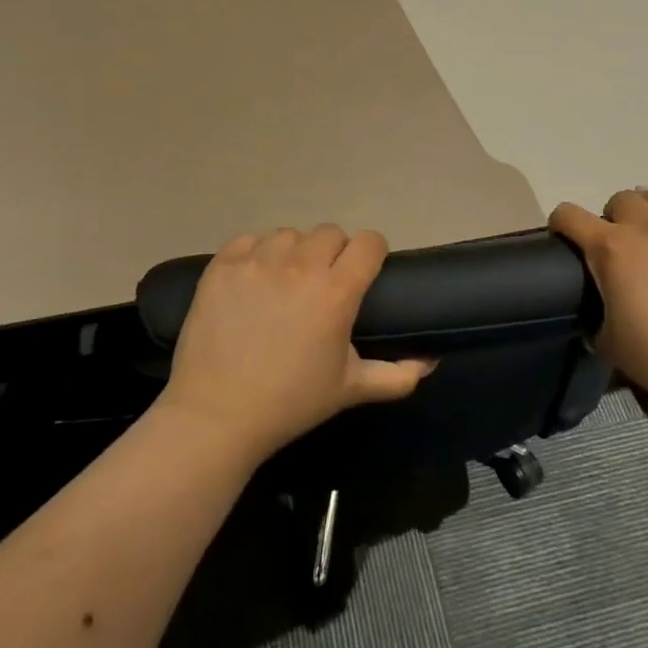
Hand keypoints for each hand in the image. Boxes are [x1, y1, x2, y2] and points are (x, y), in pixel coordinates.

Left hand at [156, 224, 435, 465]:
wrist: (216, 414)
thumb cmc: (290, 402)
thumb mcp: (350, 389)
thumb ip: (398, 375)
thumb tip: (430, 361)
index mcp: (336, 291)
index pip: (368, 242)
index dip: (371, 253)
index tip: (365, 271)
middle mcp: (299, 265)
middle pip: (330, 233)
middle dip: (334, 253)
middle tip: (323, 284)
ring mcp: (257, 261)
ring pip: (289, 234)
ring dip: (294, 252)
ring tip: (285, 283)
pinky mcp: (223, 265)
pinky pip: (250, 240)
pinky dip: (257, 254)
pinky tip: (253, 281)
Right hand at [550, 187, 647, 443]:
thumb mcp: (608, 340)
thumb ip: (597, 317)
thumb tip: (600, 316)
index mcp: (610, 248)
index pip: (570, 216)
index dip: (561, 222)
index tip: (564, 236)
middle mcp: (646, 228)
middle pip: (622, 199)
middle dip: (614, 215)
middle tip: (619, 242)